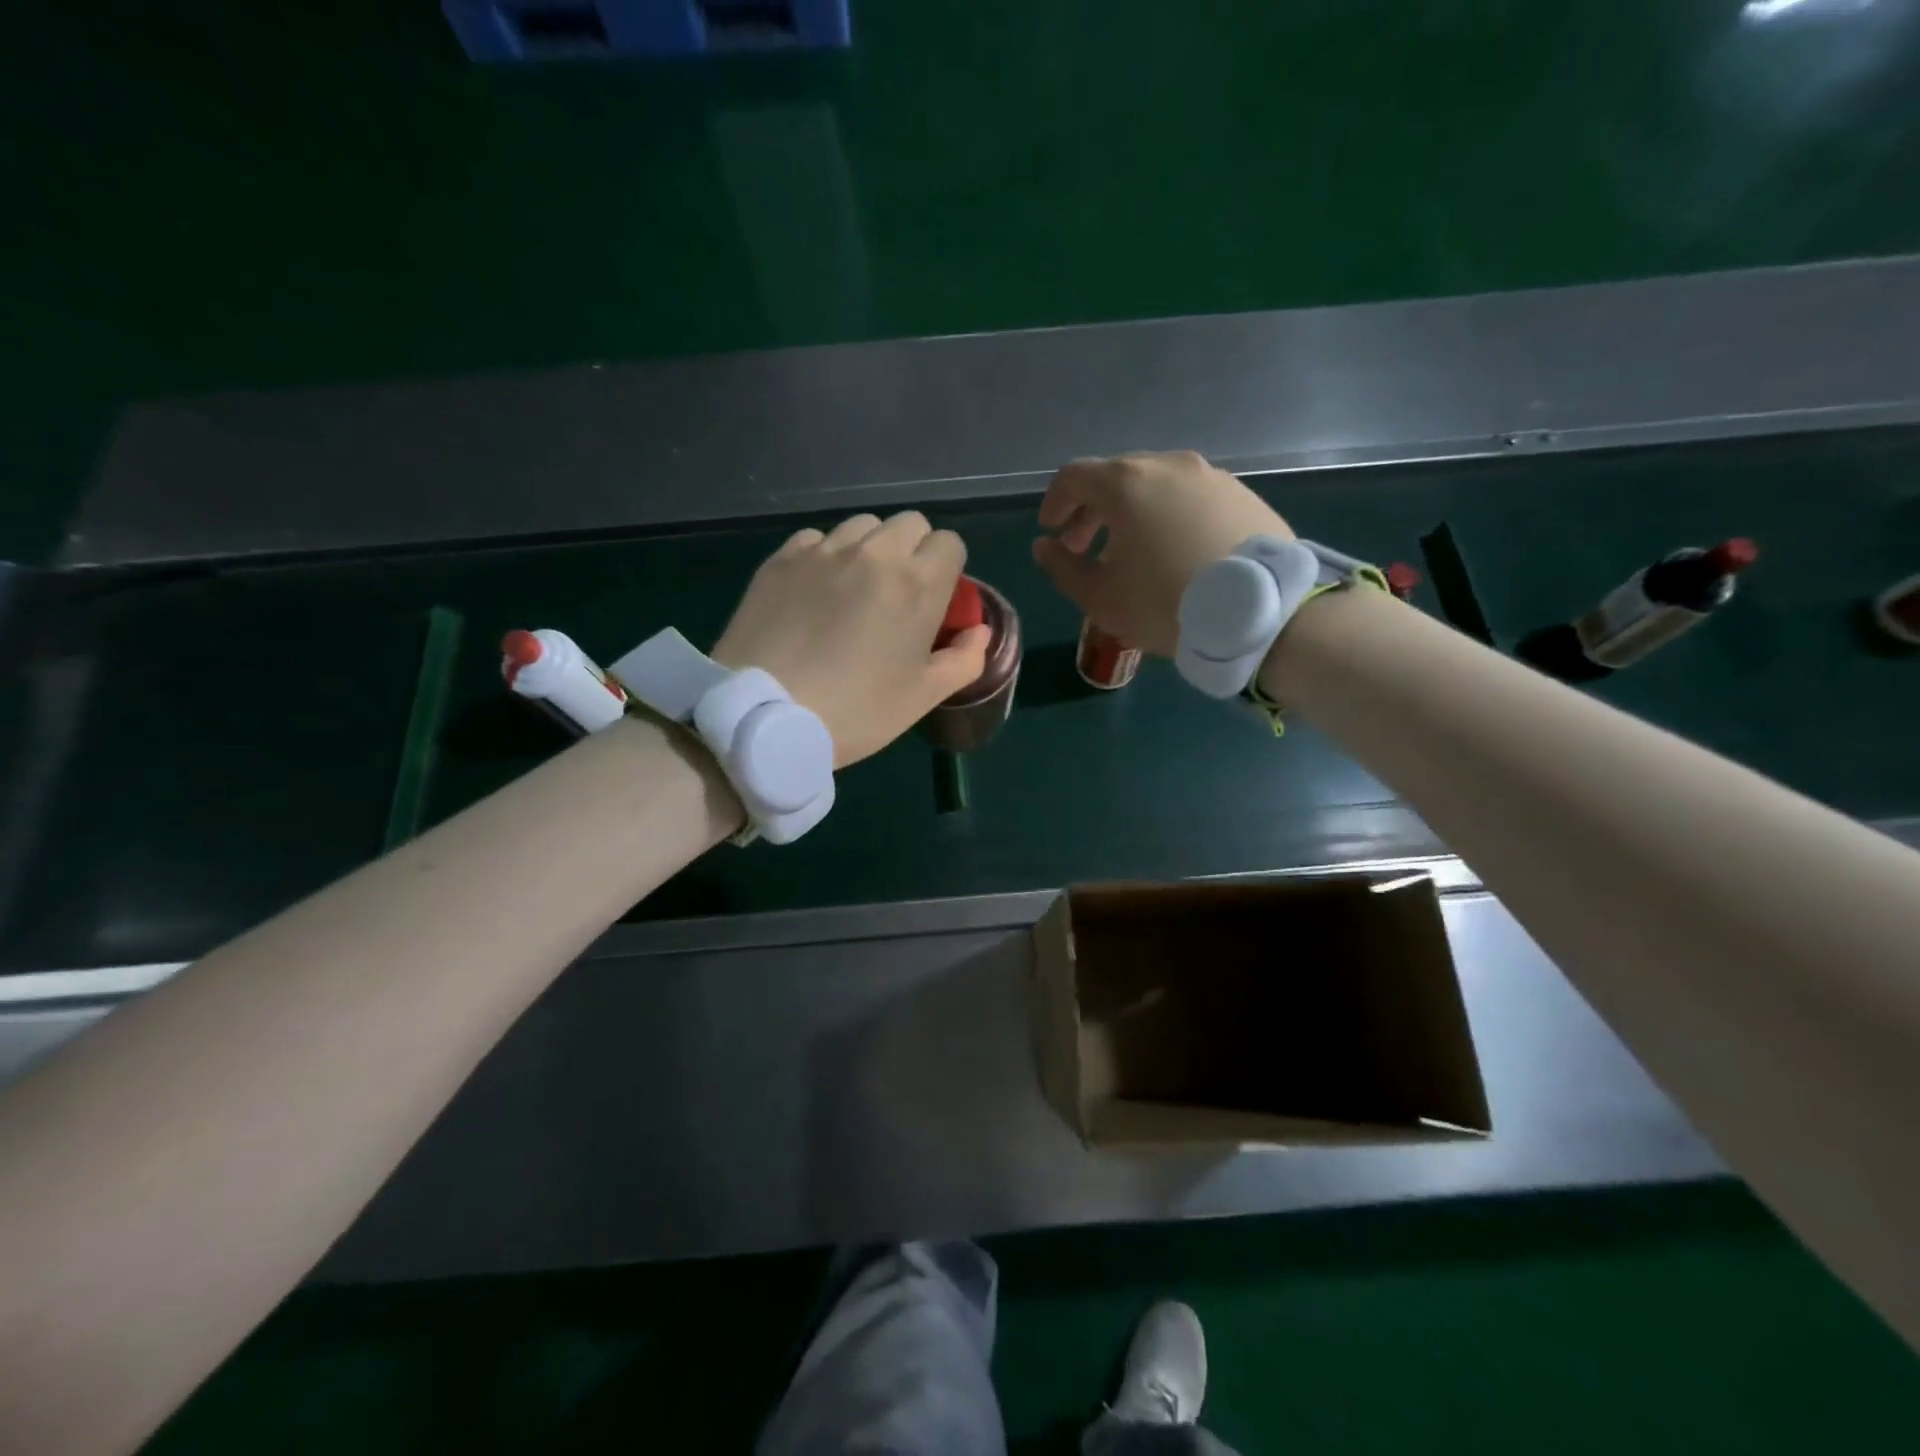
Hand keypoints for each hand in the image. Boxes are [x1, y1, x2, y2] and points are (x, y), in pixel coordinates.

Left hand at [713, 512, 990, 767]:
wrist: (765, 716)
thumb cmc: (857, 711)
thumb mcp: (923, 697)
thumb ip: (965, 659)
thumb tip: (979, 631)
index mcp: (917, 583)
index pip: (950, 543)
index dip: (947, 570)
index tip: (934, 602)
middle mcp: (874, 553)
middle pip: (910, 524)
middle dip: (914, 552)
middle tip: (897, 596)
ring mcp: (823, 550)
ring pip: (863, 526)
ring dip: (870, 549)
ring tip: (854, 591)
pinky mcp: (782, 558)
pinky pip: (817, 539)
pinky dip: (826, 557)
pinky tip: (814, 594)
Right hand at [1032, 452, 1293, 656]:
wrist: (1260, 613)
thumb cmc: (1165, 603)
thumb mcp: (1100, 598)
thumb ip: (1063, 568)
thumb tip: (1046, 546)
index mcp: (1126, 483)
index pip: (1074, 477)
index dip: (1055, 502)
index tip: (1051, 530)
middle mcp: (1168, 465)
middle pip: (1116, 477)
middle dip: (1093, 511)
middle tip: (1084, 548)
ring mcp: (1211, 476)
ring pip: (1156, 486)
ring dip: (1132, 514)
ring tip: (1132, 554)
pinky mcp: (1242, 495)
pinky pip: (1191, 498)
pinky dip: (1170, 516)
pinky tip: (1175, 551)